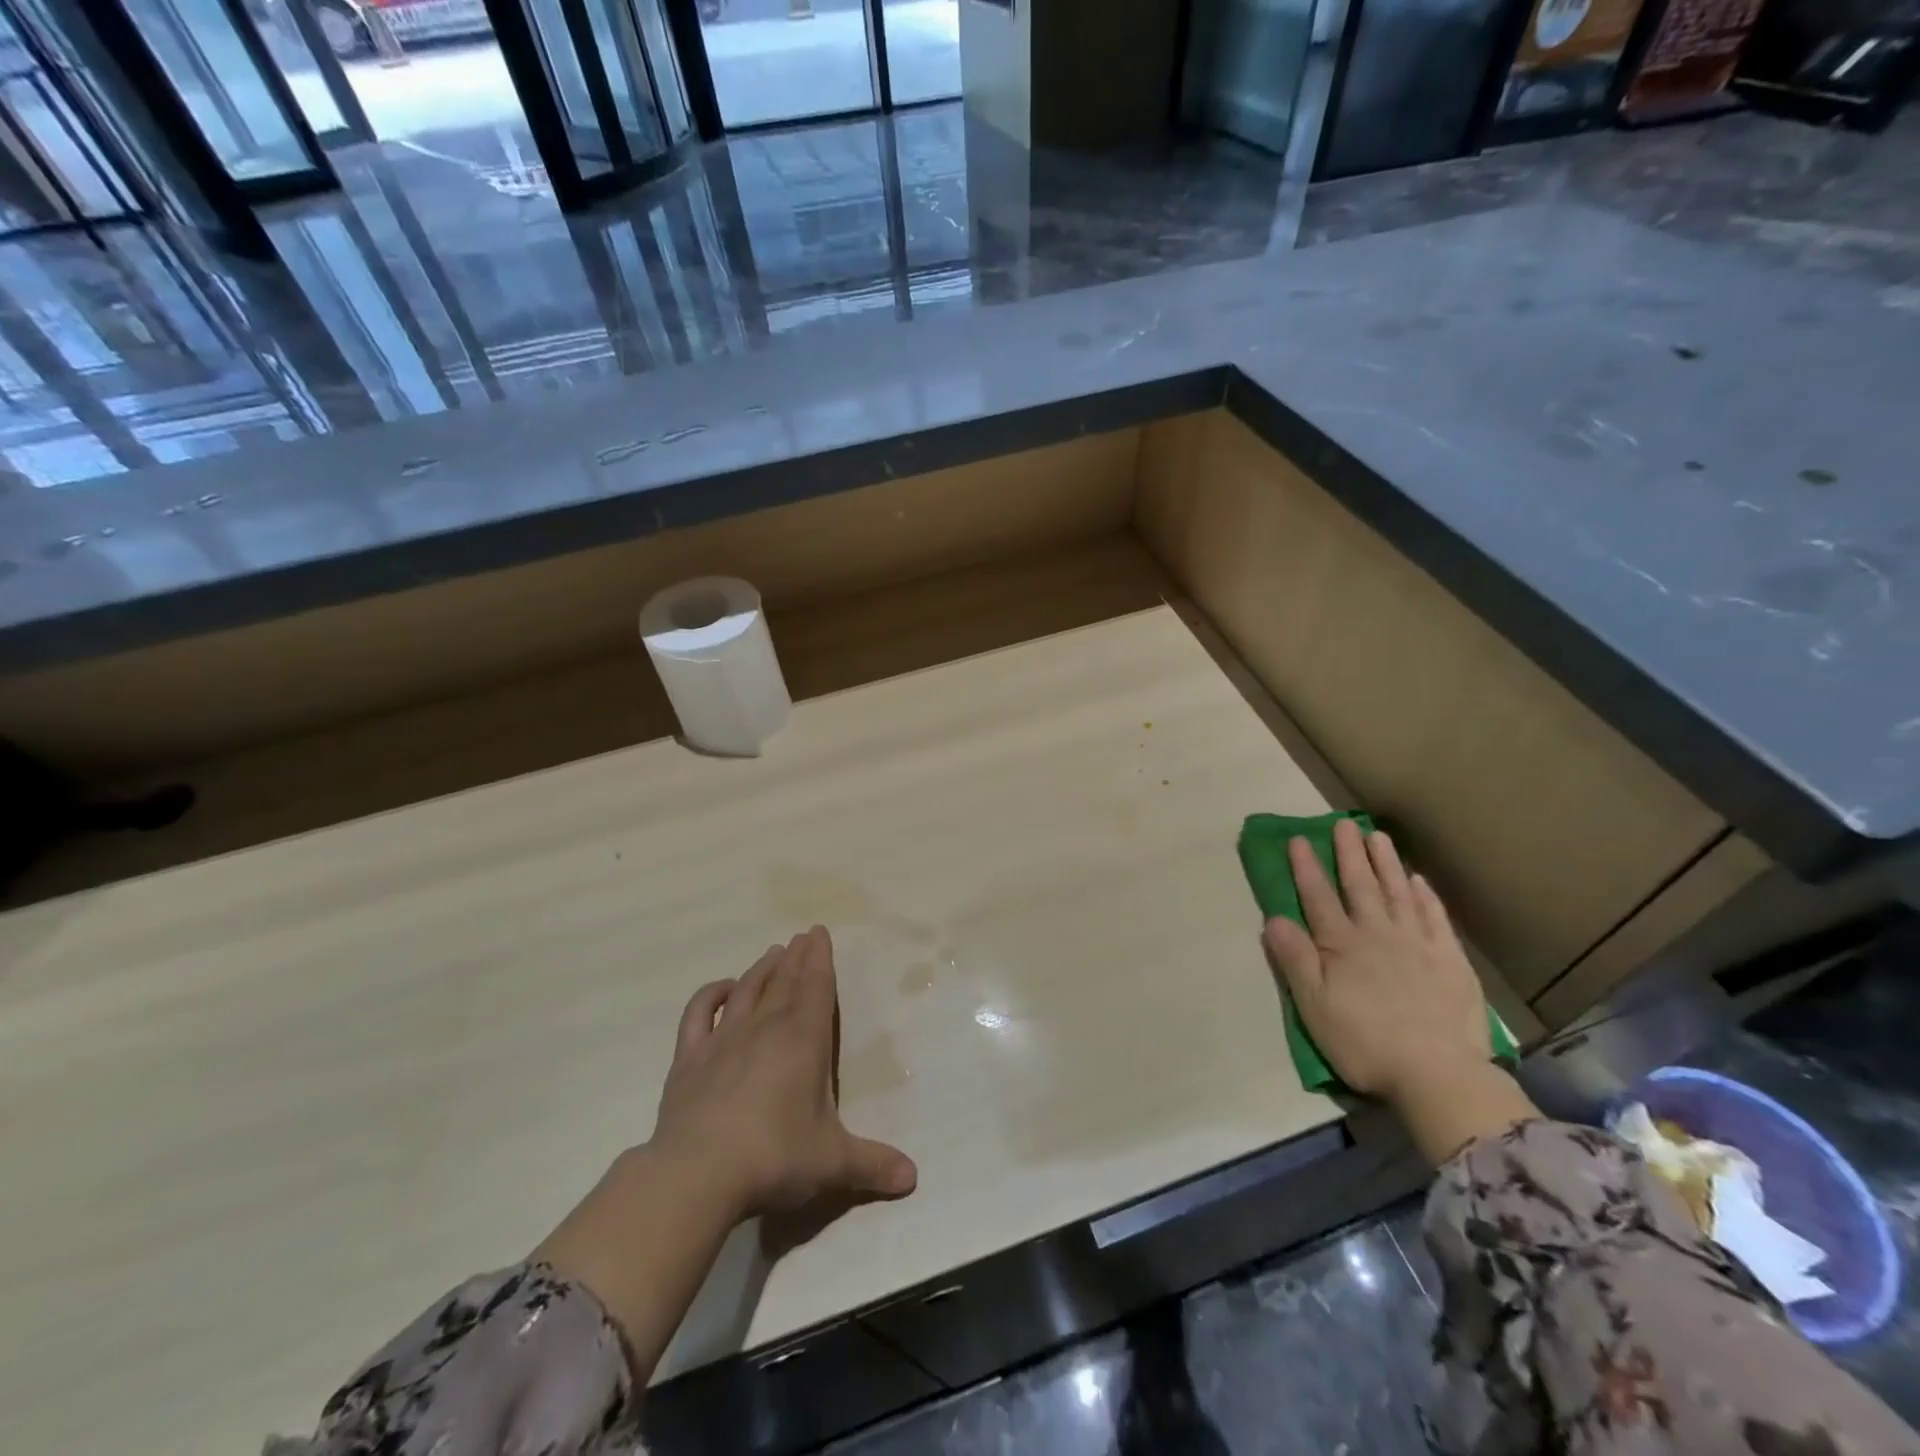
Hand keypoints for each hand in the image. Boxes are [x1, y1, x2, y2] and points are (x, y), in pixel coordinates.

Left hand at [534, 928, 914, 1379]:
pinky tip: (722, 989)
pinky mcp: (689, 1059)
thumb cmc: (775, 1157)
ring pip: (747, 991)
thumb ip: (872, 1165)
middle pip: (783, 982)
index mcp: (804, 1040)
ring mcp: (724, 1040)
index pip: (815, 987)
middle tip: (802, 935)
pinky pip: (699, 1014)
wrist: (698, 1173)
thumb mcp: (832, 1162)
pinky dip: (710, 996)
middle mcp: (765, 1028)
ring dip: (761, 969)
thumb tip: (913, 1178)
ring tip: (772, 951)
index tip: (819, 932)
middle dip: (796, 957)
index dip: (820, 959)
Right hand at [1261, 820, 1534, 1160]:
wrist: (1438, 1073)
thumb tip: (1273, 918)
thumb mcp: (1314, 1006)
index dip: (1306, 867)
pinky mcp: (1449, 960)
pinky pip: (1434, 918)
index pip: (1318, 897)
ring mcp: (1416, 943)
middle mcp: (1377, 933)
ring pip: (1398, 893)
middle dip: (1348, 853)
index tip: (1298, 839)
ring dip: (1385, 863)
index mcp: (1341, 945)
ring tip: (1377, 837)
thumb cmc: (1365, 1042)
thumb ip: (1294, 959)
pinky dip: (1425, 896)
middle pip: (1360, 885)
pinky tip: (1418, 880)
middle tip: (1343, 824)